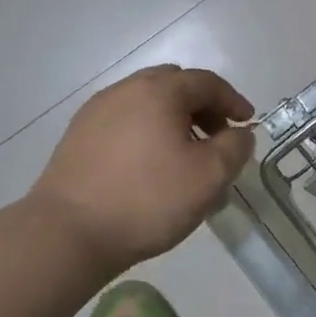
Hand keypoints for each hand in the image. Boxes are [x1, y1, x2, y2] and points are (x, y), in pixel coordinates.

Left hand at [32, 65, 254, 275]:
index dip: (233, 101)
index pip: (207, 82)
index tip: (248, 123)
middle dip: (202, 107)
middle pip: (174, 85)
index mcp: (159, 90)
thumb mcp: (210, 176)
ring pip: (147, 104)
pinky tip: (150, 166)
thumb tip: (239, 133)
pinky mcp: (77, 137)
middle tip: (217, 137)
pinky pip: (124, 122)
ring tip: (185, 156)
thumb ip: (235, 147)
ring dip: (173, 120)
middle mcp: (125, 90)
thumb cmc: (148, 199)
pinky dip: (147, 133)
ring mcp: (96, 112)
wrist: (68, 234)